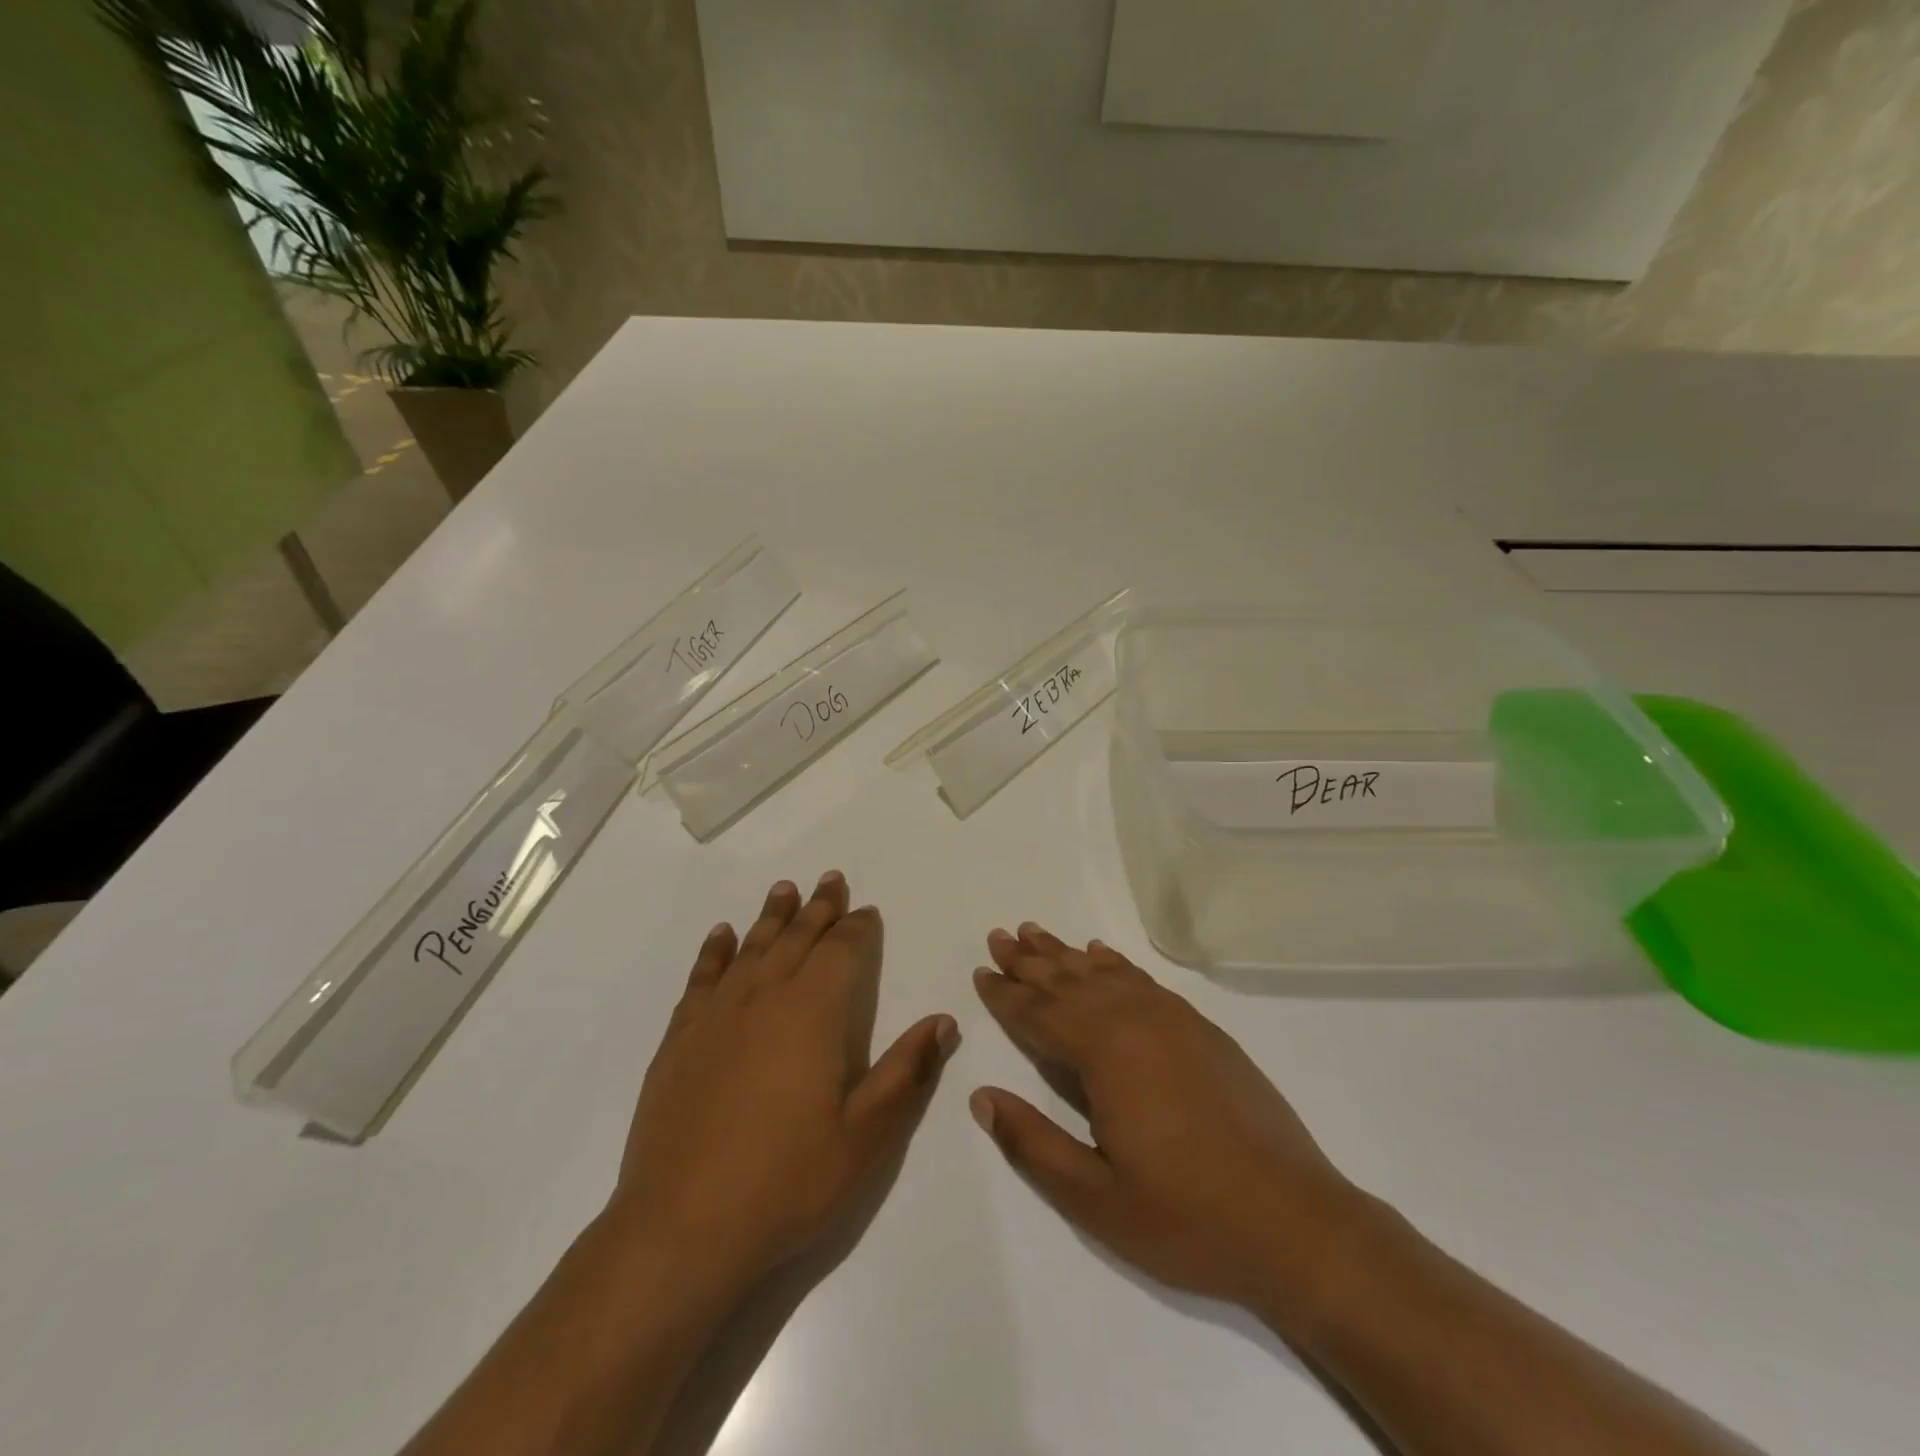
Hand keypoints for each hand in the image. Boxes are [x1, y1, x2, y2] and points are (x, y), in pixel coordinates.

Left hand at [608, 873, 958, 1291]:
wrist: (681, 1229)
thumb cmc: (787, 1183)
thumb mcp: (866, 1136)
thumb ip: (905, 1071)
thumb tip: (943, 1020)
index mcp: (814, 1013)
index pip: (842, 951)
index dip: (858, 928)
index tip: (868, 911)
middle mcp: (765, 997)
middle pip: (797, 937)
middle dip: (819, 908)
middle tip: (832, 880)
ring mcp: (717, 1014)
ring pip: (752, 946)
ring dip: (772, 915)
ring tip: (785, 888)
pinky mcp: (680, 1038)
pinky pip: (702, 977)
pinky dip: (716, 950)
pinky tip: (723, 934)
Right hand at [969, 924, 1363, 1321]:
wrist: (1295, 1223)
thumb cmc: (1187, 1218)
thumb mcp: (1095, 1199)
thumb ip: (1033, 1144)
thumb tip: (981, 1097)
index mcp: (1105, 1055)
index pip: (1040, 1015)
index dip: (1006, 995)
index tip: (981, 973)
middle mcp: (1135, 1022)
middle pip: (1068, 982)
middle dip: (1029, 961)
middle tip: (999, 936)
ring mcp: (1173, 1021)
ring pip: (1105, 974)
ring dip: (1066, 955)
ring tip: (1037, 933)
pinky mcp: (1202, 1030)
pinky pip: (1144, 981)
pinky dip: (1116, 965)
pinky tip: (1101, 955)